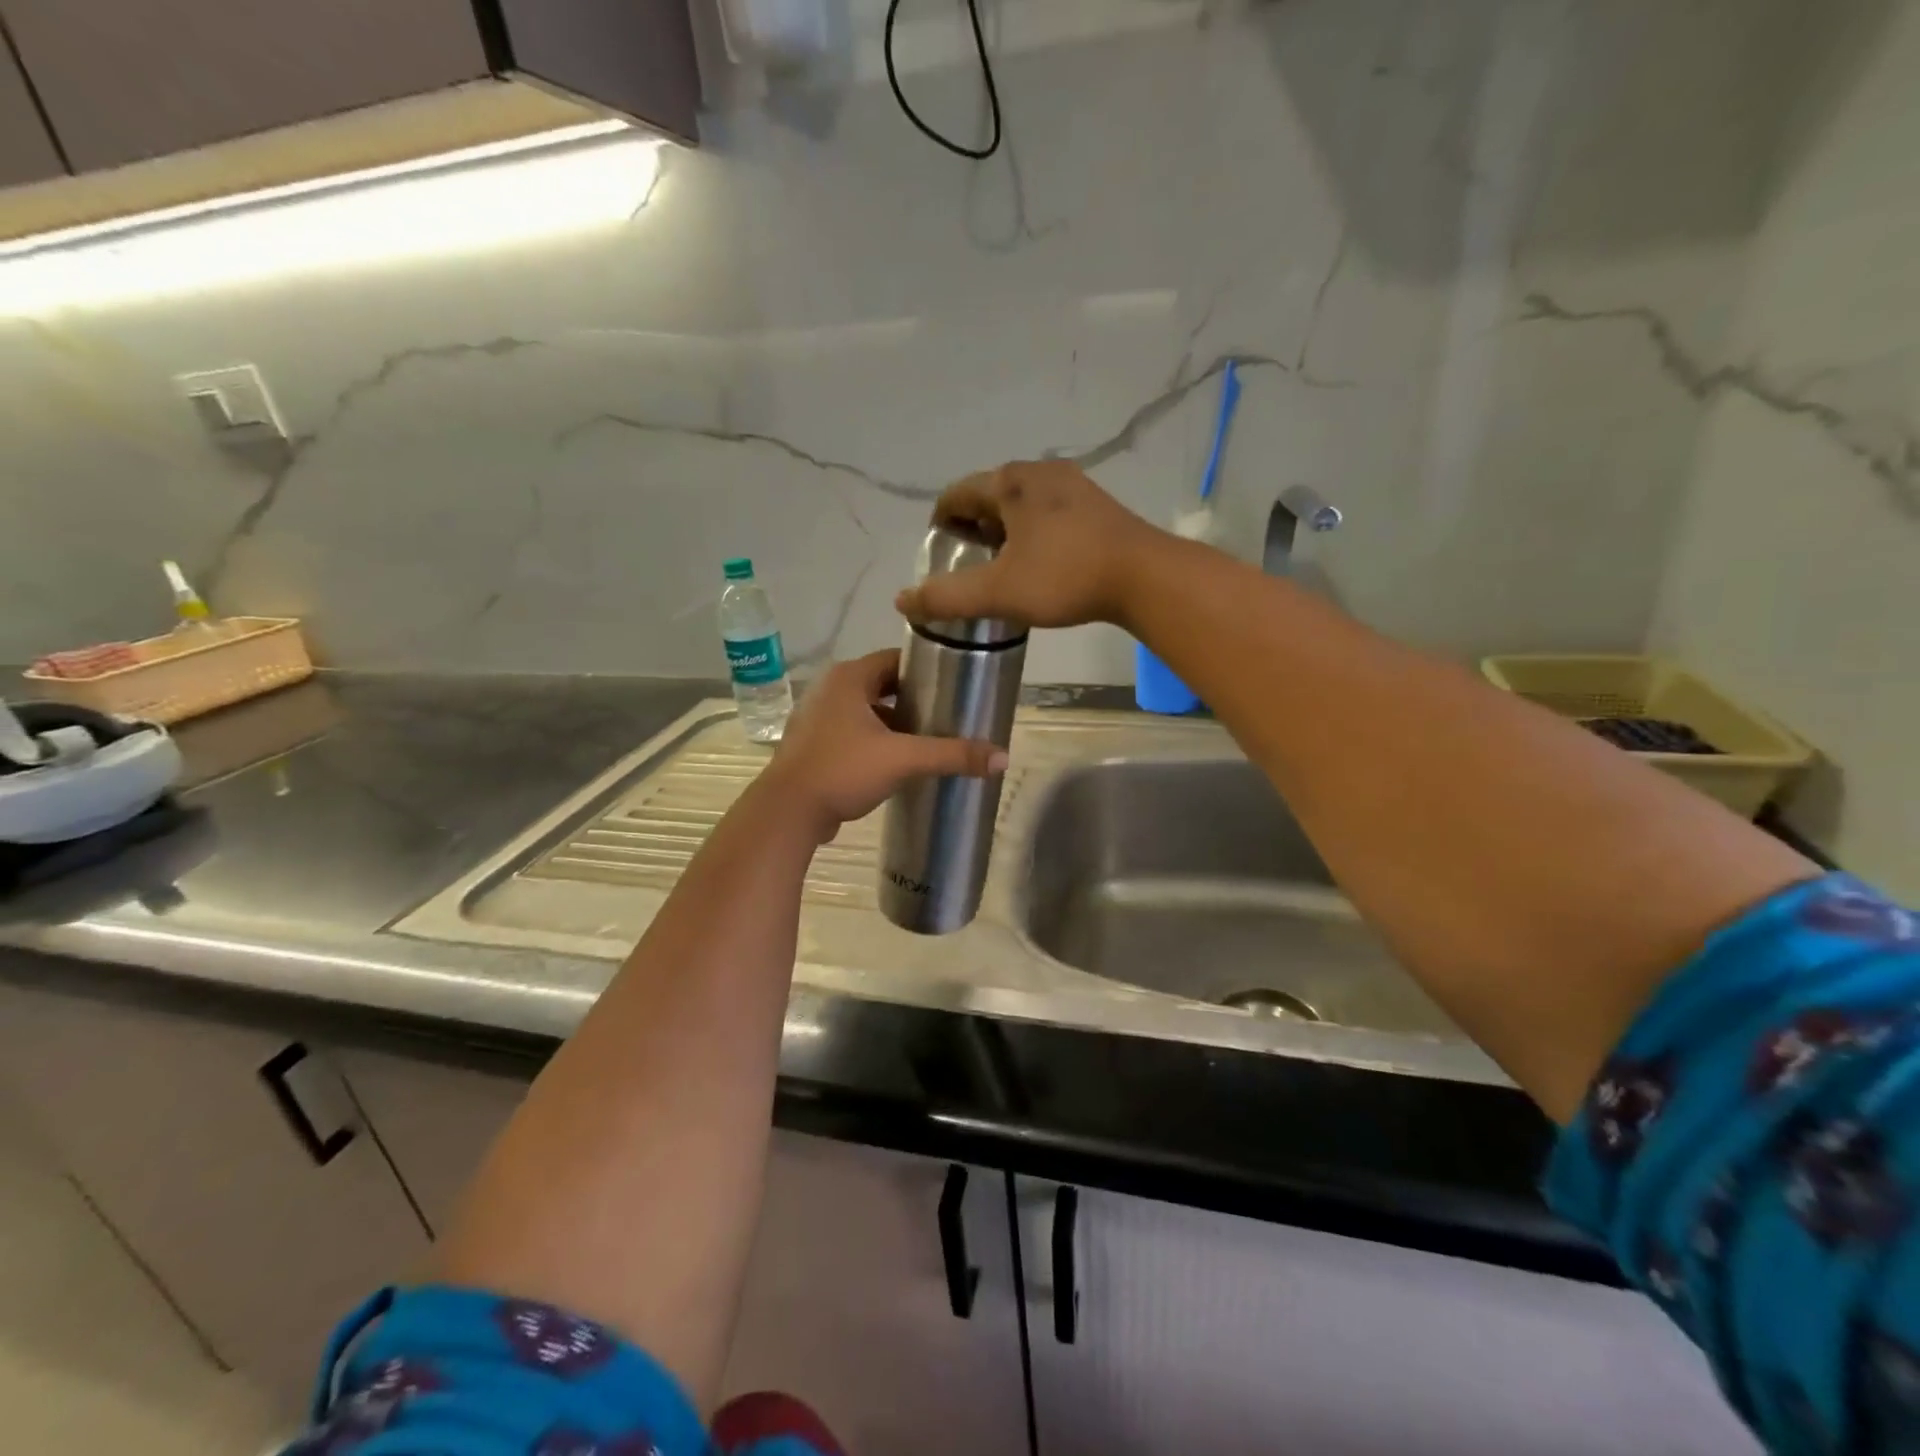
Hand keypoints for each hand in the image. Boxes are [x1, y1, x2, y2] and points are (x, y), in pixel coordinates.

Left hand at [757, 649, 1007, 843]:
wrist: (788, 812)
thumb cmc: (843, 770)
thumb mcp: (903, 759)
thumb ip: (952, 755)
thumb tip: (1003, 758)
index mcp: (848, 678)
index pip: (895, 659)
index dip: (925, 670)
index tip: (953, 686)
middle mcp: (829, 689)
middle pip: (882, 685)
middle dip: (913, 700)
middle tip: (946, 715)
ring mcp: (817, 718)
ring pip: (866, 711)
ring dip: (893, 723)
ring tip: (926, 739)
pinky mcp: (812, 745)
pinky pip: (851, 733)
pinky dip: (873, 740)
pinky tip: (895, 761)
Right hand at [894, 461, 1165, 631]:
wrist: (1144, 576)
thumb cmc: (1064, 576)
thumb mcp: (998, 592)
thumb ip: (946, 597)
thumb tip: (902, 600)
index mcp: (1010, 482)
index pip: (957, 493)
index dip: (940, 522)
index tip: (938, 553)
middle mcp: (1039, 472)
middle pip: (990, 495)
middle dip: (973, 527)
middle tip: (968, 564)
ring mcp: (1073, 484)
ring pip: (1022, 503)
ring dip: (1004, 529)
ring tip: (1001, 566)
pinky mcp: (1097, 505)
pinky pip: (1049, 511)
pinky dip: (1032, 531)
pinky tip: (1040, 561)